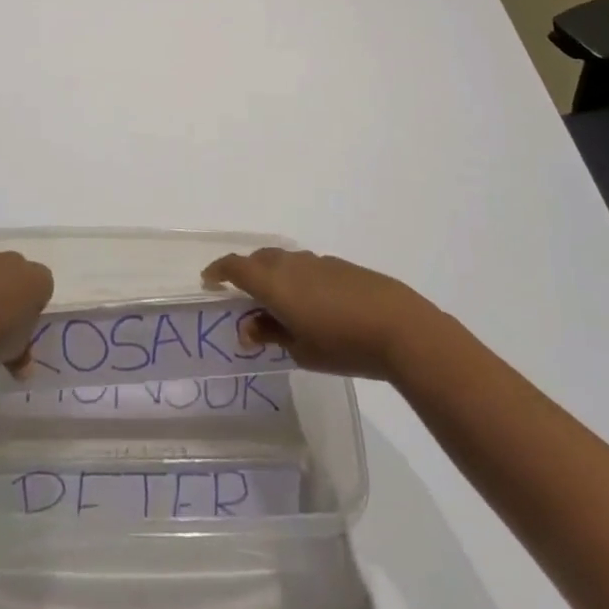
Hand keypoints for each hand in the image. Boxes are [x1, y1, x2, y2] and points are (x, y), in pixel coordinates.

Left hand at [0, 250, 53, 371]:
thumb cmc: (0, 335)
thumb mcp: (17, 351)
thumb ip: (22, 355)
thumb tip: (23, 370)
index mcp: (38, 279)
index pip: (43, 285)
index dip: (33, 303)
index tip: (23, 322)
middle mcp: (13, 261)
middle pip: (16, 272)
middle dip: (9, 289)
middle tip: (0, 318)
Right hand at [201, 248, 438, 381]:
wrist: (399, 327)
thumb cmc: (342, 344)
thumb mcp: (299, 349)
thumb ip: (270, 334)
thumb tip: (248, 327)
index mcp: (273, 282)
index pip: (236, 266)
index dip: (219, 271)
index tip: (209, 281)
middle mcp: (291, 264)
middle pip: (259, 258)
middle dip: (246, 273)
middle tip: (245, 299)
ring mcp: (317, 262)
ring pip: (284, 261)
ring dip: (273, 276)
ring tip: (279, 306)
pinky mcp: (340, 267)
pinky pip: (306, 267)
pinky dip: (297, 279)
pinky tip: (312, 305)